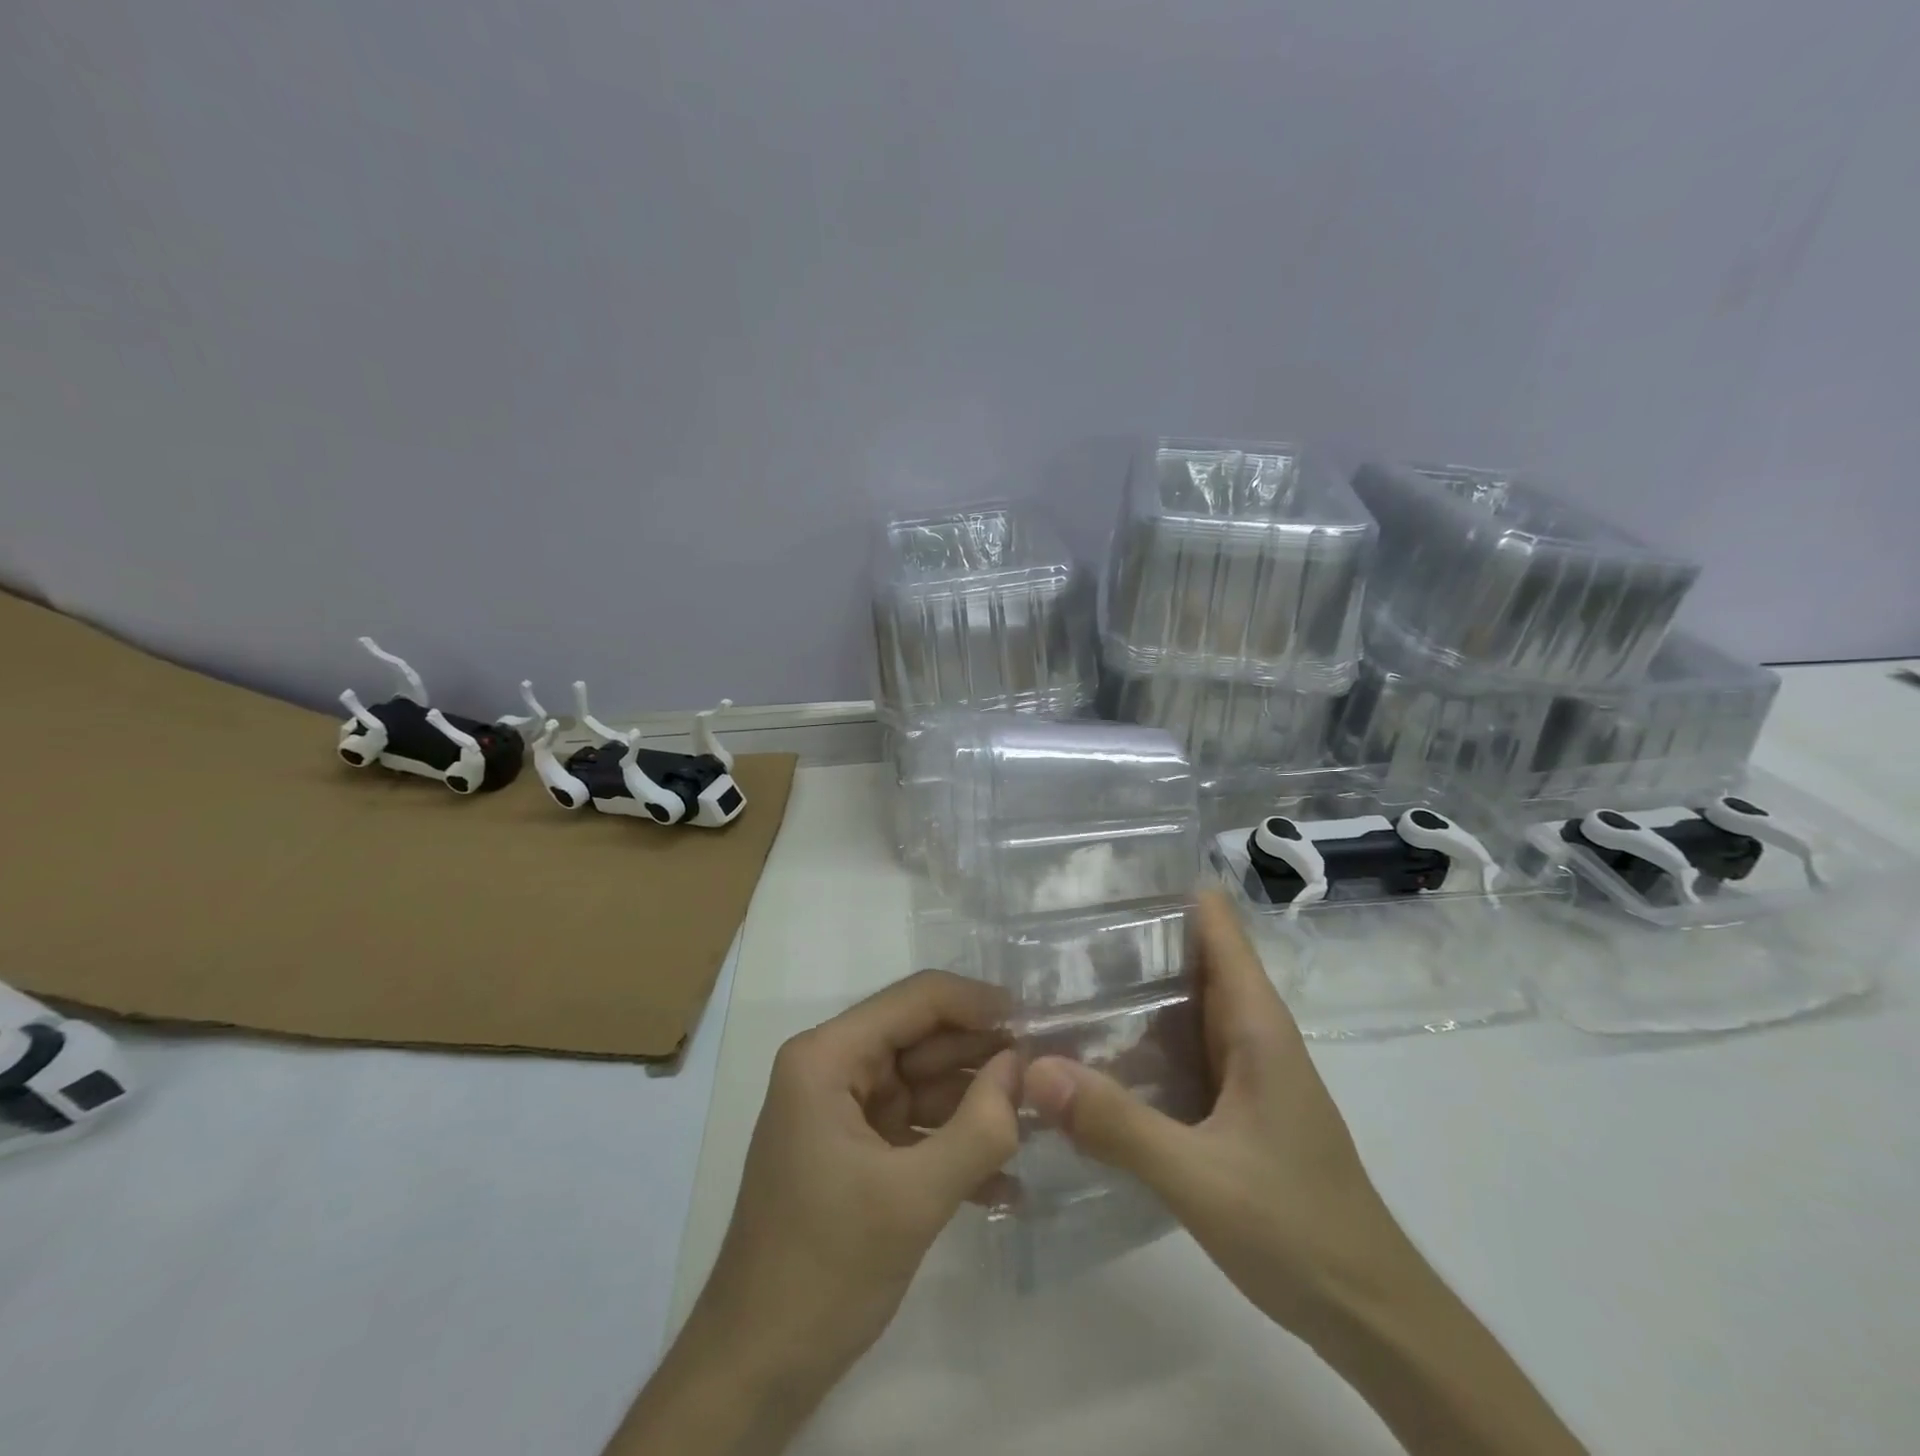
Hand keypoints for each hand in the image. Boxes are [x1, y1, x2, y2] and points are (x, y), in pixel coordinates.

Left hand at [615, 971, 1019, 1455]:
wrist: (755, 1371)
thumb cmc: (824, 1270)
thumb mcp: (912, 1199)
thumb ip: (979, 1128)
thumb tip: (1024, 1067)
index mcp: (828, 1056)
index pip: (917, 1000)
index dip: (980, 1003)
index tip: (1041, 1021)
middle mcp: (833, 1068)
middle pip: (925, 1039)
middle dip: (987, 1055)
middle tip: (1054, 1068)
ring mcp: (844, 1110)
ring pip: (927, 1083)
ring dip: (980, 1103)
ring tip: (1045, 1118)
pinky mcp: (857, 1151)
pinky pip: (917, 1127)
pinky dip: (957, 1144)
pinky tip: (1010, 1180)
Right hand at [1023, 891, 1586, 1455]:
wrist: (1368, 1313)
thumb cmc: (1299, 1228)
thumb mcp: (1199, 1178)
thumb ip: (1118, 1124)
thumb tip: (1033, 1068)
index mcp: (1254, 1020)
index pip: (1214, 921)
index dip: (1163, 889)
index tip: (1098, 880)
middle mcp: (1248, 1028)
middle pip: (1187, 954)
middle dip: (1126, 936)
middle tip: (1049, 930)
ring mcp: (1240, 1065)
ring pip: (1179, 1002)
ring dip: (1127, 987)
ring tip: (1052, 976)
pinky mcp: (1229, 1100)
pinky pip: (1176, 1048)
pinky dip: (1135, 1036)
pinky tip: (1089, 1049)